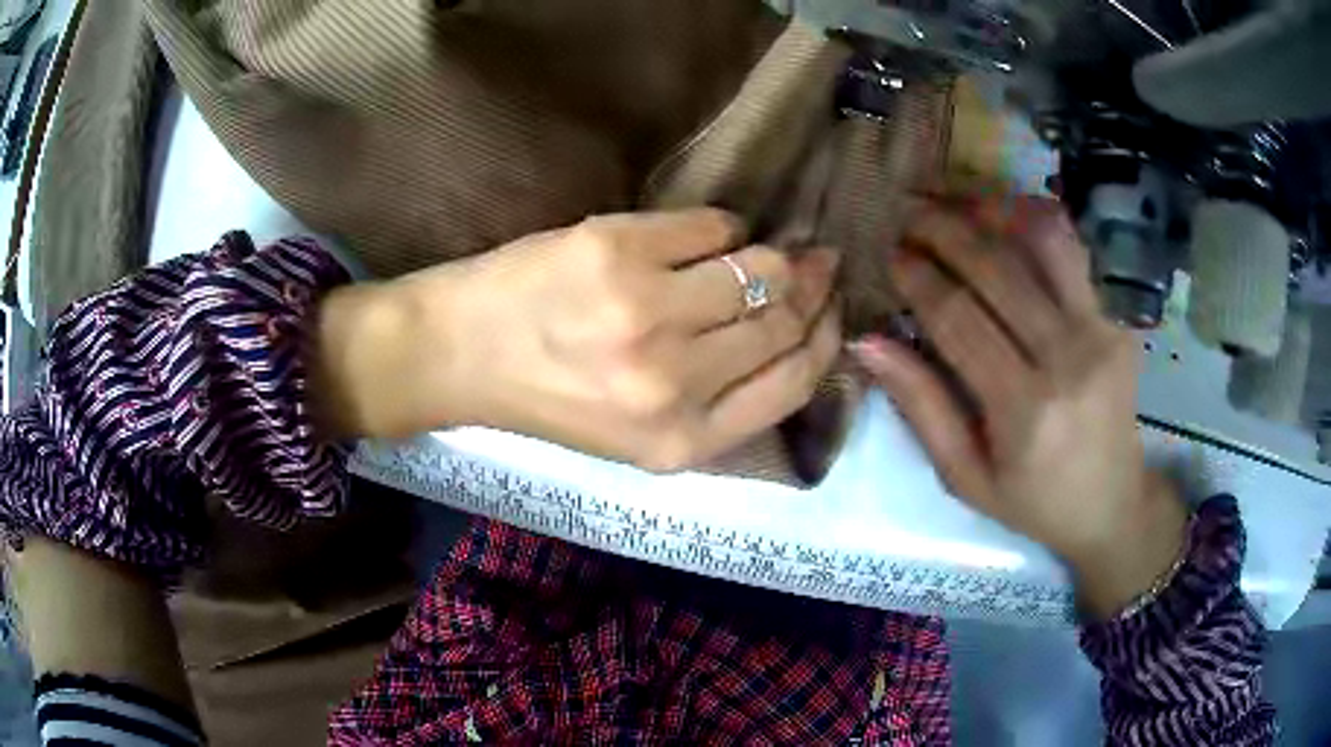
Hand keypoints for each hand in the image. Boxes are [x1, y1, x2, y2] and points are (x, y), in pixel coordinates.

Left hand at [316, 209, 841, 470]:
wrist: (460, 354)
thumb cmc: (551, 398)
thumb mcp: (642, 434)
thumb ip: (722, 398)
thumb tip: (796, 327)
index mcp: (683, 442)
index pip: (794, 383)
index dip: (826, 340)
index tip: (832, 312)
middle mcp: (673, 383)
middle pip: (782, 321)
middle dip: (811, 288)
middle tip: (817, 265)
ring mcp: (645, 313)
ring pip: (759, 267)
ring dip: (772, 254)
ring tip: (766, 250)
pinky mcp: (618, 251)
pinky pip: (712, 225)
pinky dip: (721, 227)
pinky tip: (706, 236)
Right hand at [851, 198, 1186, 618]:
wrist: (1112, 503)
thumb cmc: (1033, 500)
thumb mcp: (965, 475)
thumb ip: (922, 406)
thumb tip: (868, 342)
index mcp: (1023, 408)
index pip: (959, 318)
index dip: (918, 277)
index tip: (891, 254)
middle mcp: (1067, 357)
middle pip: (997, 267)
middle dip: (944, 228)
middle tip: (910, 213)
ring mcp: (1100, 331)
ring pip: (1044, 241)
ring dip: (994, 210)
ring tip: (957, 202)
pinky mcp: (1118, 319)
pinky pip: (1075, 252)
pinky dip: (1037, 222)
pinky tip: (1007, 216)